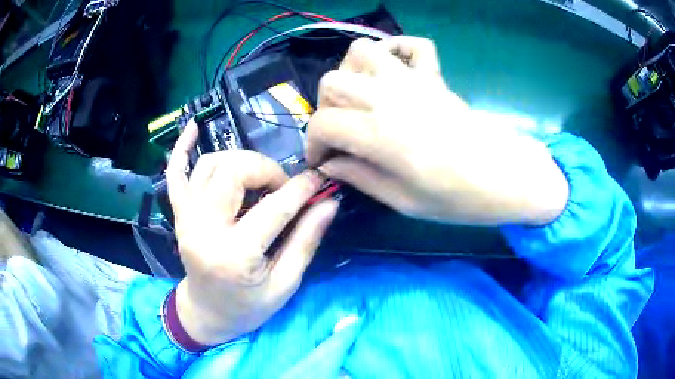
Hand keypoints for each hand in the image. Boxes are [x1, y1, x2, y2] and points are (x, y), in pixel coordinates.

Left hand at [166, 121, 338, 345]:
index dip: (302, 188)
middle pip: (234, 171)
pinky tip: (193, 127)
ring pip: (211, 164)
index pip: (275, 207)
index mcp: (235, 255)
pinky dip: (182, 148)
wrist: (206, 312)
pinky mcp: (178, 213)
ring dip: (239, 161)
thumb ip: (306, 240)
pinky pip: (175, 173)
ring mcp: (186, 217)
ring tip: (257, 179)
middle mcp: (204, 229)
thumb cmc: (248, 307)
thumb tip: (329, 202)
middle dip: (266, 170)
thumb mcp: (285, 284)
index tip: (319, 178)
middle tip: (281, 188)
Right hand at [307, 36, 567, 225]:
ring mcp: (413, 81)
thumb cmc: (459, 198)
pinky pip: (413, 45)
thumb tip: (331, 165)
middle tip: (340, 132)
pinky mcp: (434, 77)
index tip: (322, 161)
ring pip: (362, 51)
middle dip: (325, 108)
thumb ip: (361, 178)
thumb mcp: (404, 202)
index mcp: (379, 134)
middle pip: (332, 81)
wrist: (506, 177)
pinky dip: (397, 49)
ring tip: (360, 97)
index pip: (323, 124)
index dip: (313, 144)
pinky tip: (395, 71)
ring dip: (351, 72)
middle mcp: (389, 97)